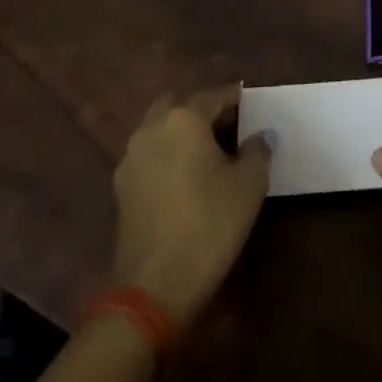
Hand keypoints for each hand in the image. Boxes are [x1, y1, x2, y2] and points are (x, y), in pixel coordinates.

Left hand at [109, 87, 270, 327]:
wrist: (154, 286)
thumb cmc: (209, 224)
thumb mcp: (249, 185)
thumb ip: (258, 151)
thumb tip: (260, 136)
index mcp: (184, 119)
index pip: (214, 95)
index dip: (234, 98)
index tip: (249, 104)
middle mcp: (152, 129)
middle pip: (177, 104)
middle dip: (200, 109)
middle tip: (225, 126)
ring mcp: (131, 158)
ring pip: (158, 128)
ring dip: (179, 131)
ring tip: (206, 153)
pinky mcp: (121, 188)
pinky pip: (148, 155)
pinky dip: (166, 155)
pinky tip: (184, 178)